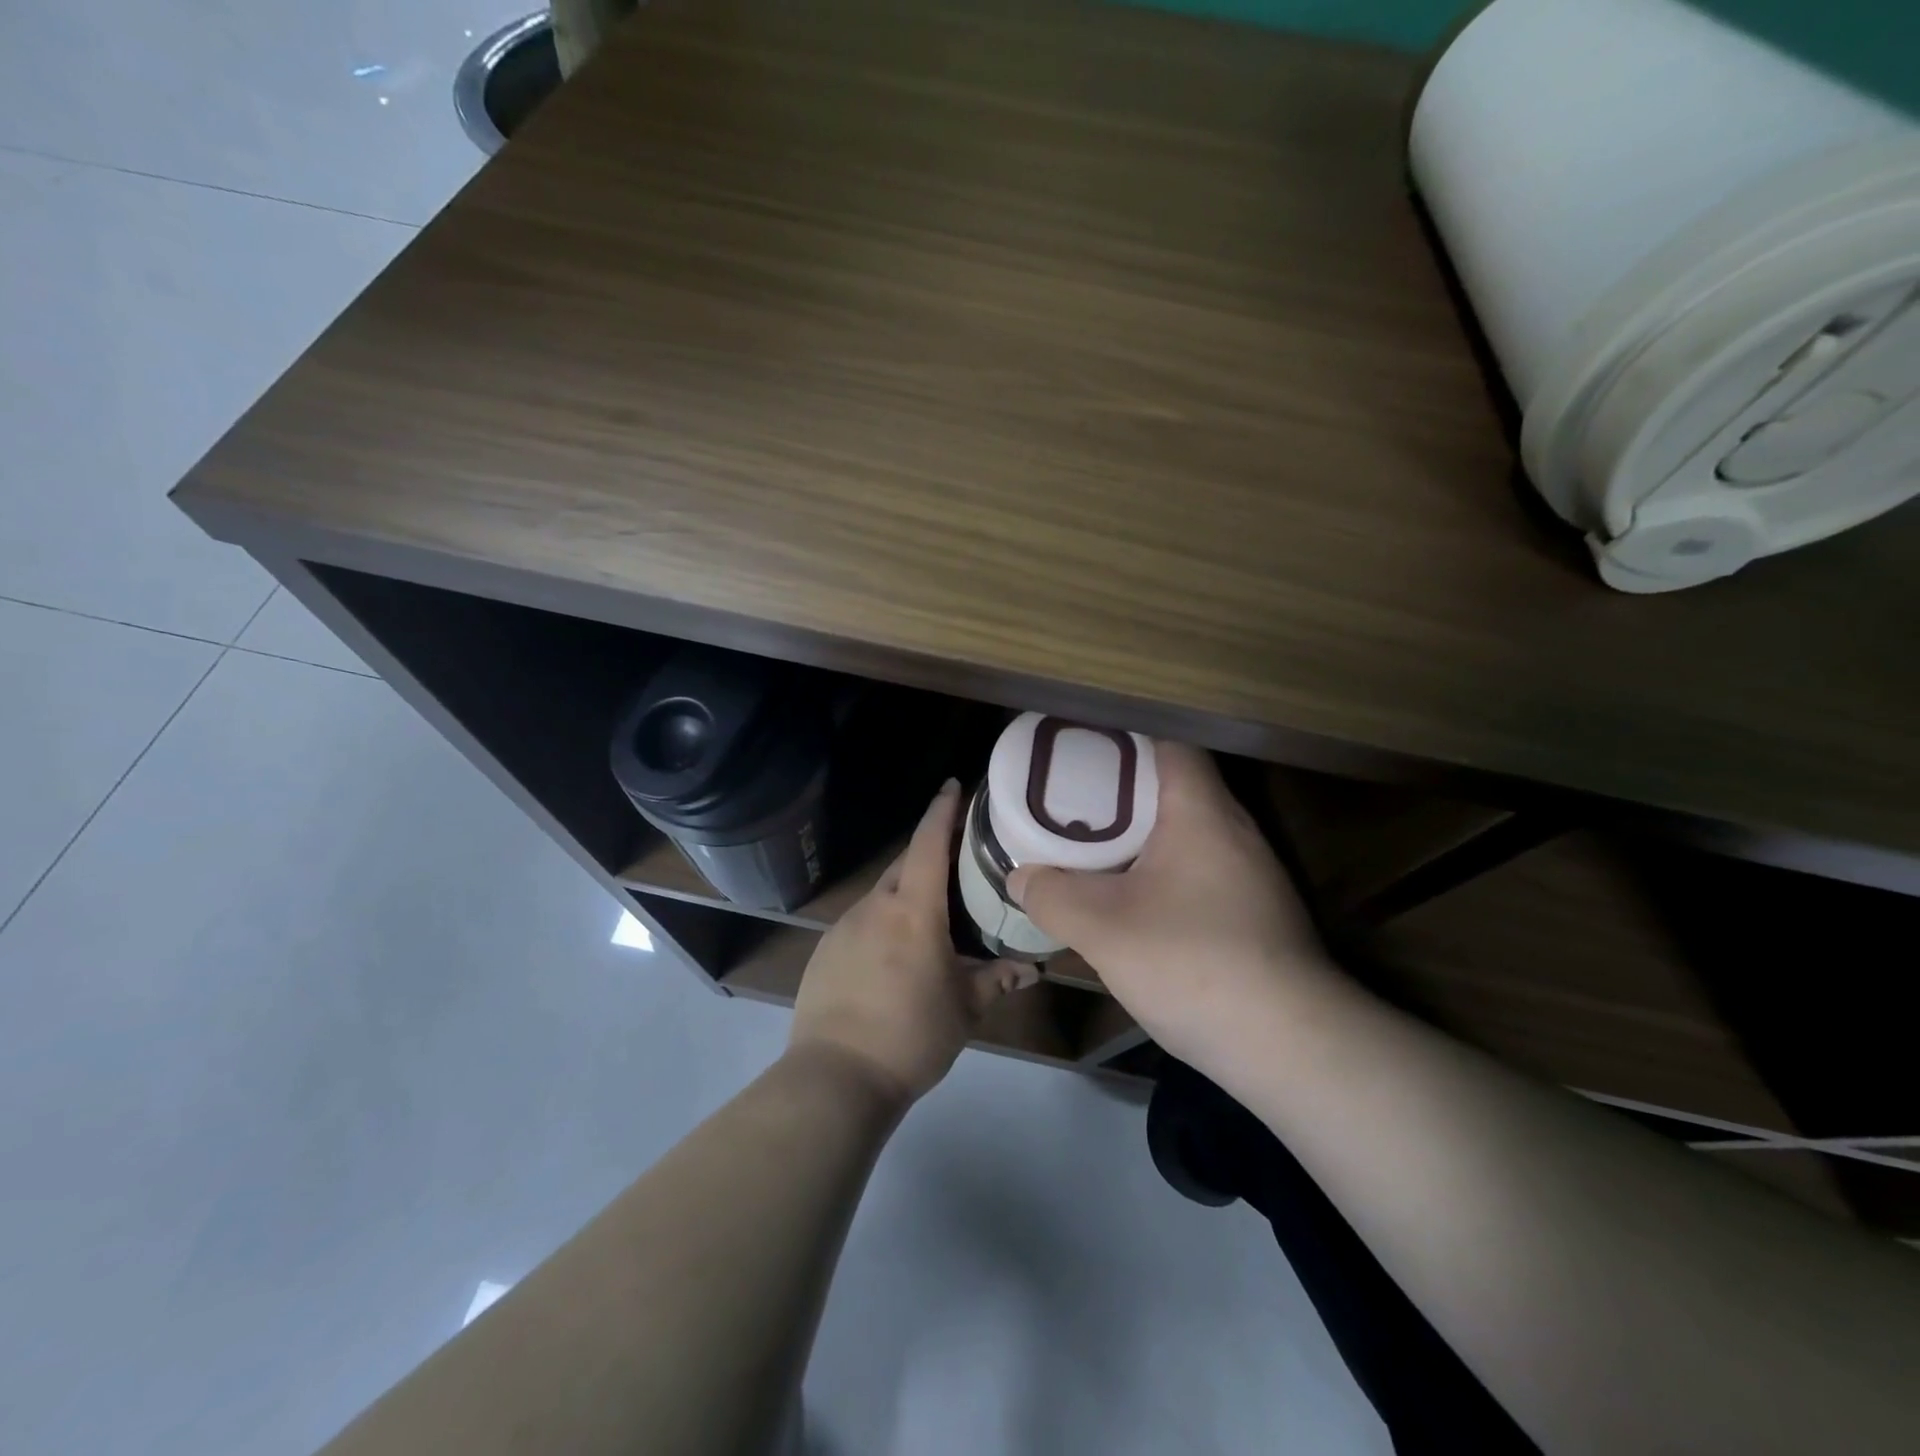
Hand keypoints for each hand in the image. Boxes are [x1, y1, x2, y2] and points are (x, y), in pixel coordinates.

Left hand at [789, 780, 1025, 1106]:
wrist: (836, 1077)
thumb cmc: (911, 1035)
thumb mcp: (964, 1009)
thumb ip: (997, 980)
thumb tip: (1030, 969)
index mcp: (913, 910)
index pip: (928, 843)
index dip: (942, 810)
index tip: (954, 784)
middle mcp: (875, 906)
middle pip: (904, 865)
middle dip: (929, 855)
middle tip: (958, 862)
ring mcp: (844, 927)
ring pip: (882, 895)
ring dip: (906, 895)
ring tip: (930, 917)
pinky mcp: (825, 950)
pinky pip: (862, 922)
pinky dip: (882, 923)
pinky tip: (893, 956)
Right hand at [1007, 742, 1334, 1069]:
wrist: (1290, 1047)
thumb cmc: (1192, 964)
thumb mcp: (1102, 929)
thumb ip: (1052, 896)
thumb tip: (1021, 877)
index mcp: (1202, 812)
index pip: (1169, 744)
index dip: (1124, 741)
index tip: (1081, 754)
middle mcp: (1235, 830)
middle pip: (1176, 787)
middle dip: (1122, 792)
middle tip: (1072, 804)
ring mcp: (1253, 874)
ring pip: (1189, 833)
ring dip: (1144, 837)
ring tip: (1095, 849)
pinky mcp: (1258, 912)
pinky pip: (1201, 870)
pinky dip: (1165, 872)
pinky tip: (1136, 903)